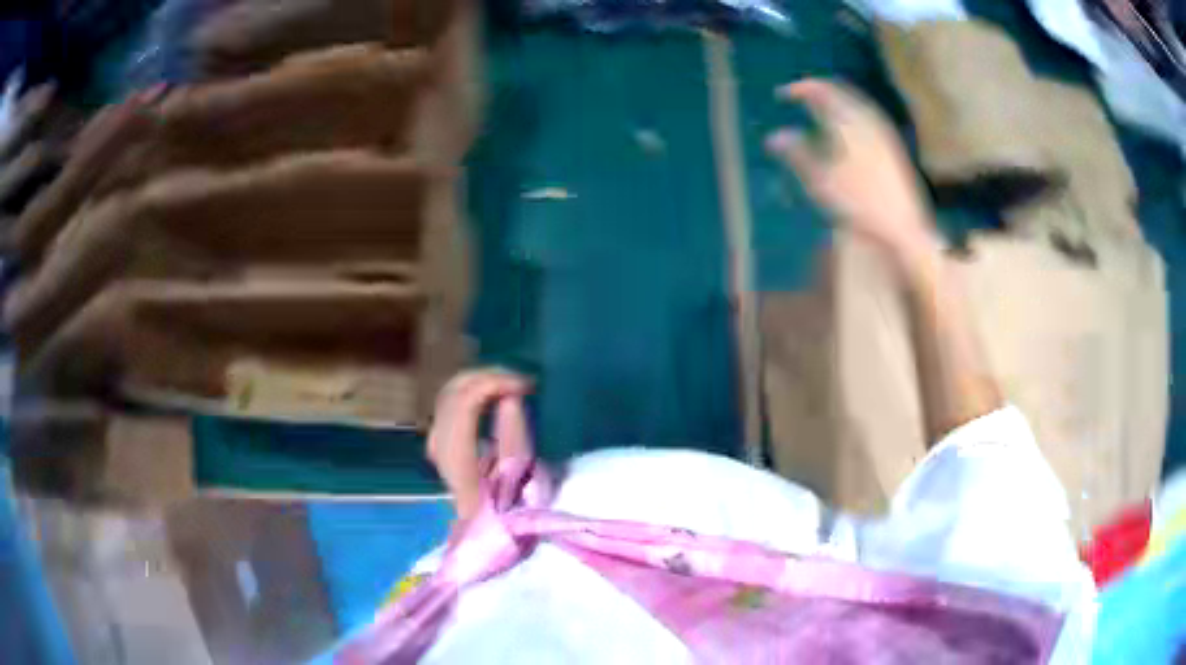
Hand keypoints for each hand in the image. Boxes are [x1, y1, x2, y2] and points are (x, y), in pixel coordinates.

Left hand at [427, 369, 531, 521]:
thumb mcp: (520, 479)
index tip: (523, 386)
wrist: (489, 534)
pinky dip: (470, 390)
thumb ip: (513, 436)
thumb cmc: (511, 511)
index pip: (463, 405)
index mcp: (459, 460)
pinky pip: (450, 402)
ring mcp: (436, 445)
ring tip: (510, 385)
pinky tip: (490, 394)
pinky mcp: (440, 443)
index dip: (491, 385)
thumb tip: (510, 398)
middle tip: (520, 382)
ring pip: (449, 394)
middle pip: (454, 395)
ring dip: (479, 382)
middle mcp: (440, 448)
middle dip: (487, 378)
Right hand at [766, 79, 935, 256]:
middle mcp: (867, 119)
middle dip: (817, 91)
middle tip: (799, 96)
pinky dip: (848, 112)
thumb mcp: (821, 181)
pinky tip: (844, 128)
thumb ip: (797, 153)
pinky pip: (865, 115)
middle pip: (839, 91)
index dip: (799, 88)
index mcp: (848, 121)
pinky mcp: (892, 145)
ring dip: (835, 101)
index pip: (820, 90)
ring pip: (854, 102)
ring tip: (819, 109)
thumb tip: (774, 136)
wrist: (904, 226)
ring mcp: (883, 131)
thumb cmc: (860, 204)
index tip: (781, 95)